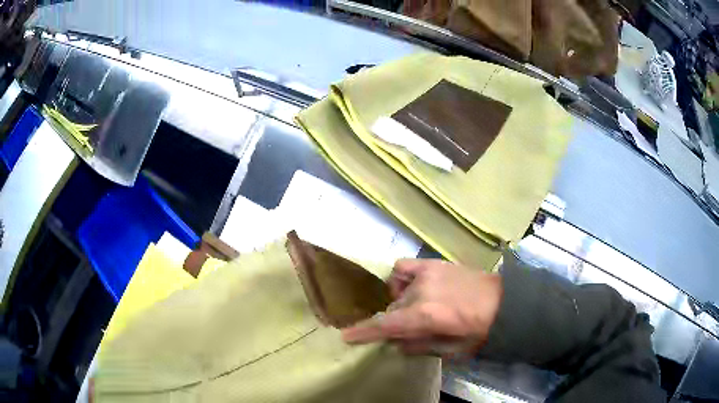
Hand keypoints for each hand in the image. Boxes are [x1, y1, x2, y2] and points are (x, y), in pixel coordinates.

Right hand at [341, 259, 502, 356]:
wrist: (505, 302)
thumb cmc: (479, 331)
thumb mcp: (450, 349)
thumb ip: (419, 346)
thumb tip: (396, 343)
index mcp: (425, 316)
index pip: (385, 325)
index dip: (363, 332)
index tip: (346, 336)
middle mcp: (421, 292)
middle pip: (393, 309)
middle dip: (396, 321)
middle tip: (411, 328)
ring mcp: (427, 274)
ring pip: (398, 291)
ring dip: (401, 303)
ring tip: (416, 308)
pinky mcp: (435, 263)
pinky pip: (404, 267)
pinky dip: (400, 278)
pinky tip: (411, 286)